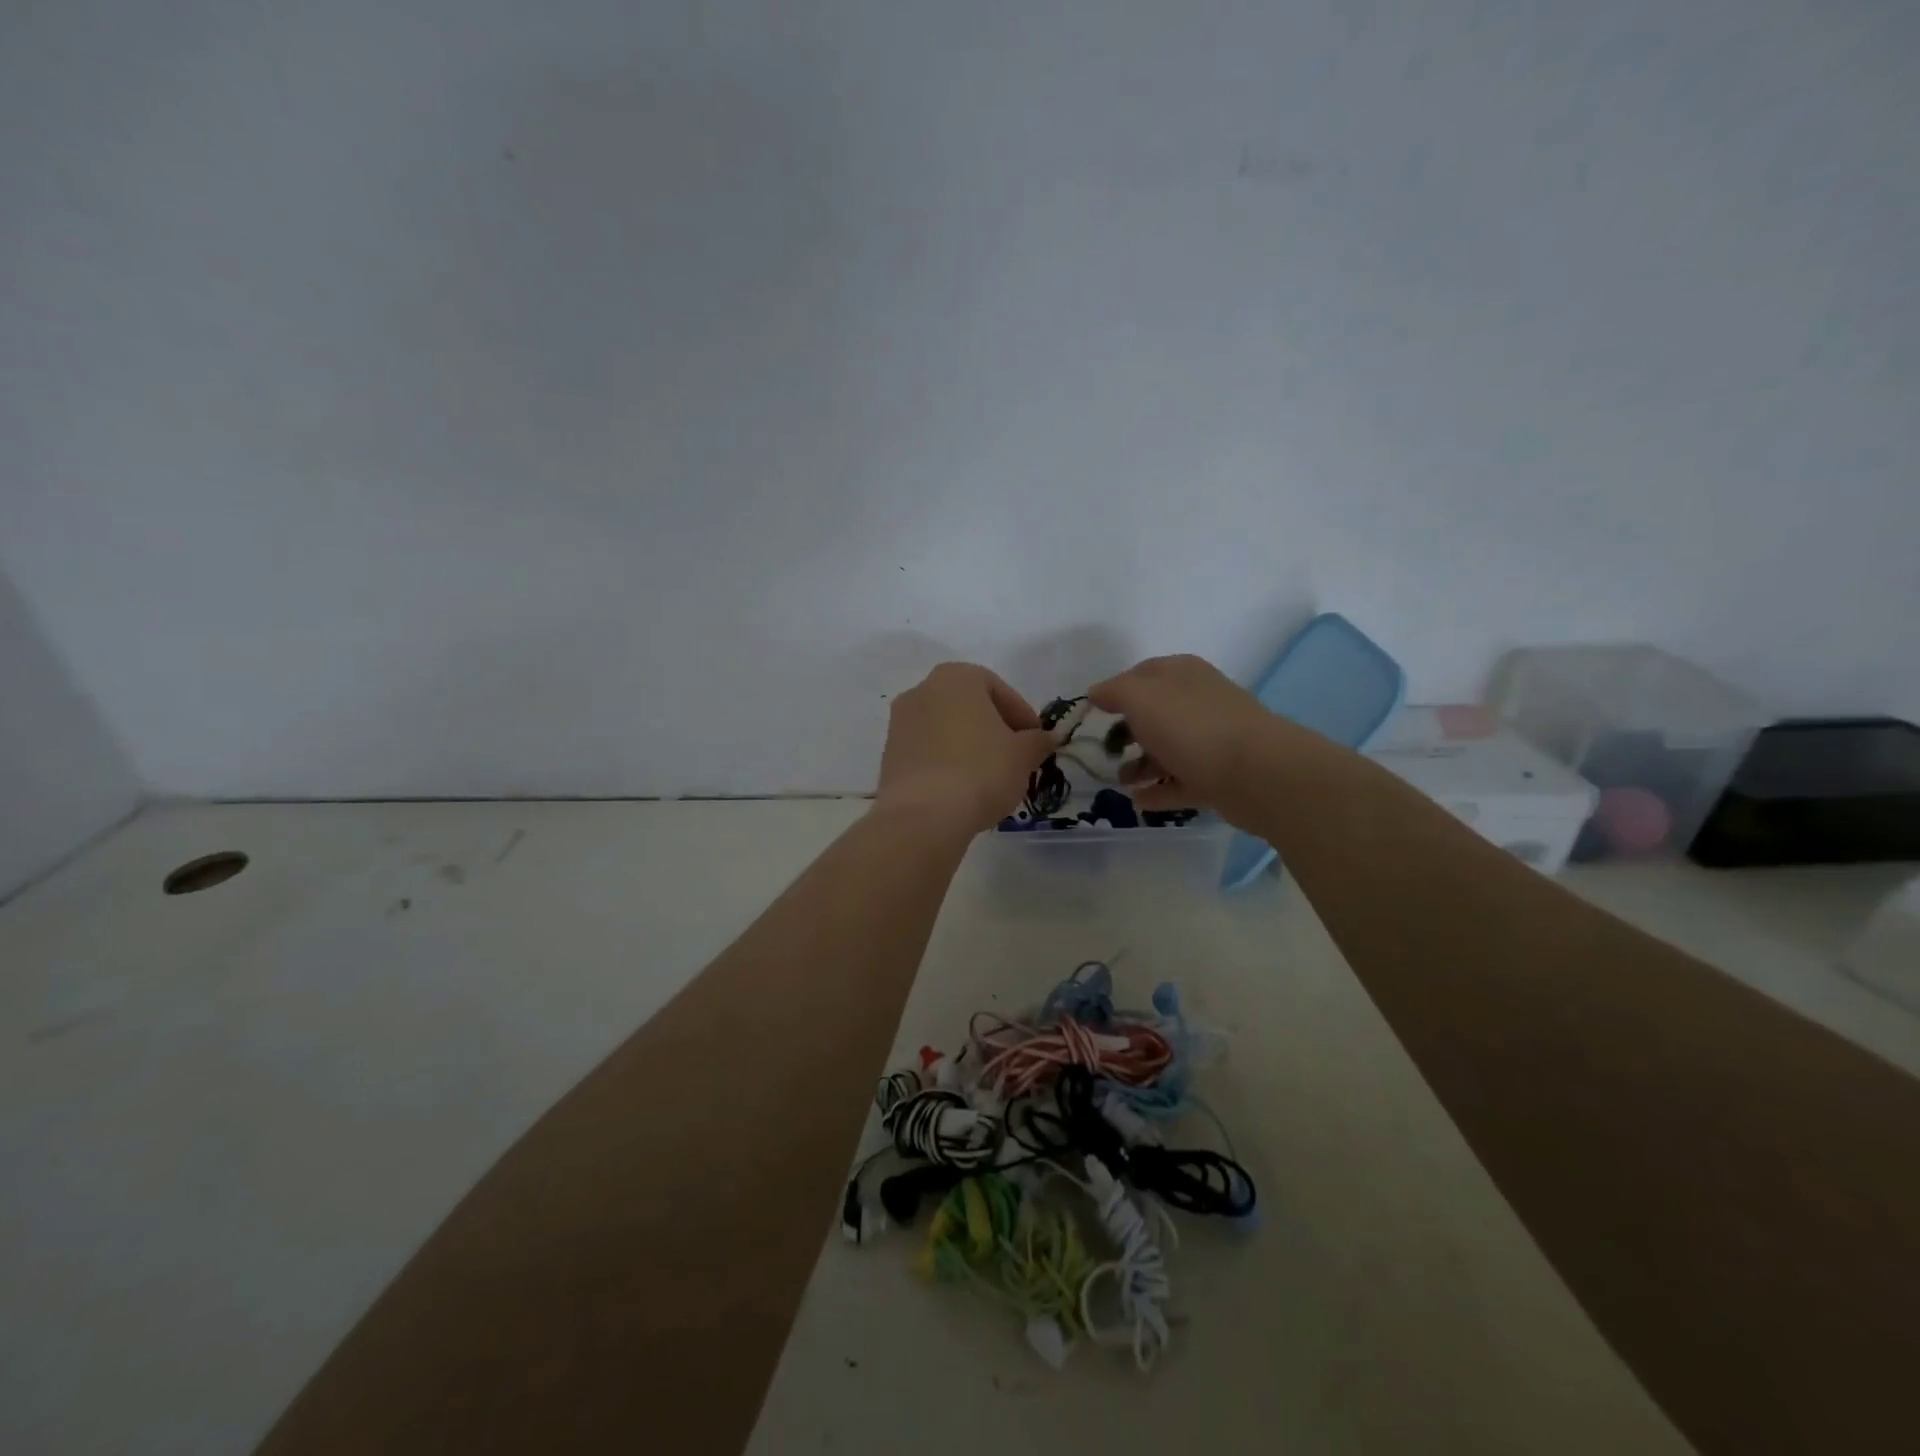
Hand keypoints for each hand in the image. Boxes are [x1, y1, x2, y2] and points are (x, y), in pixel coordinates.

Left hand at [876, 663, 1056, 834]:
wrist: (923, 815)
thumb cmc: (981, 771)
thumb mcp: (1024, 755)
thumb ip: (1038, 741)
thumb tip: (1044, 739)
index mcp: (957, 677)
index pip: (1000, 691)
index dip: (1023, 717)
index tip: (1036, 743)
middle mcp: (922, 689)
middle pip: (970, 707)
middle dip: (995, 730)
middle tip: (1016, 758)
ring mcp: (900, 722)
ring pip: (947, 729)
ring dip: (970, 746)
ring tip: (990, 778)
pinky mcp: (889, 754)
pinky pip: (928, 751)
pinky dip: (947, 763)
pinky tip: (962, 789)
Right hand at [1088, 655, 1275, 819]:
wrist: (1256, 773)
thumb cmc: (1191, 726)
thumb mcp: (1141, 697)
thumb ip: (1114, 692)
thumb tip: (1096, 692)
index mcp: (1182, 675)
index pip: (1143, 674)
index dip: (1116, 690)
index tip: (1093, 712)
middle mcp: (1199, 702)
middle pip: (1155, 714)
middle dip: (1128, 731)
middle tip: (1105, 749)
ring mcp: (1212, 741)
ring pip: (1168, 750)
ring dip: (1141, 765)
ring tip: (1120, 781)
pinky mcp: (1219, 777)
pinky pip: (1181, 782)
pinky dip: (1159, 791)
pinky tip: (1138, 802)